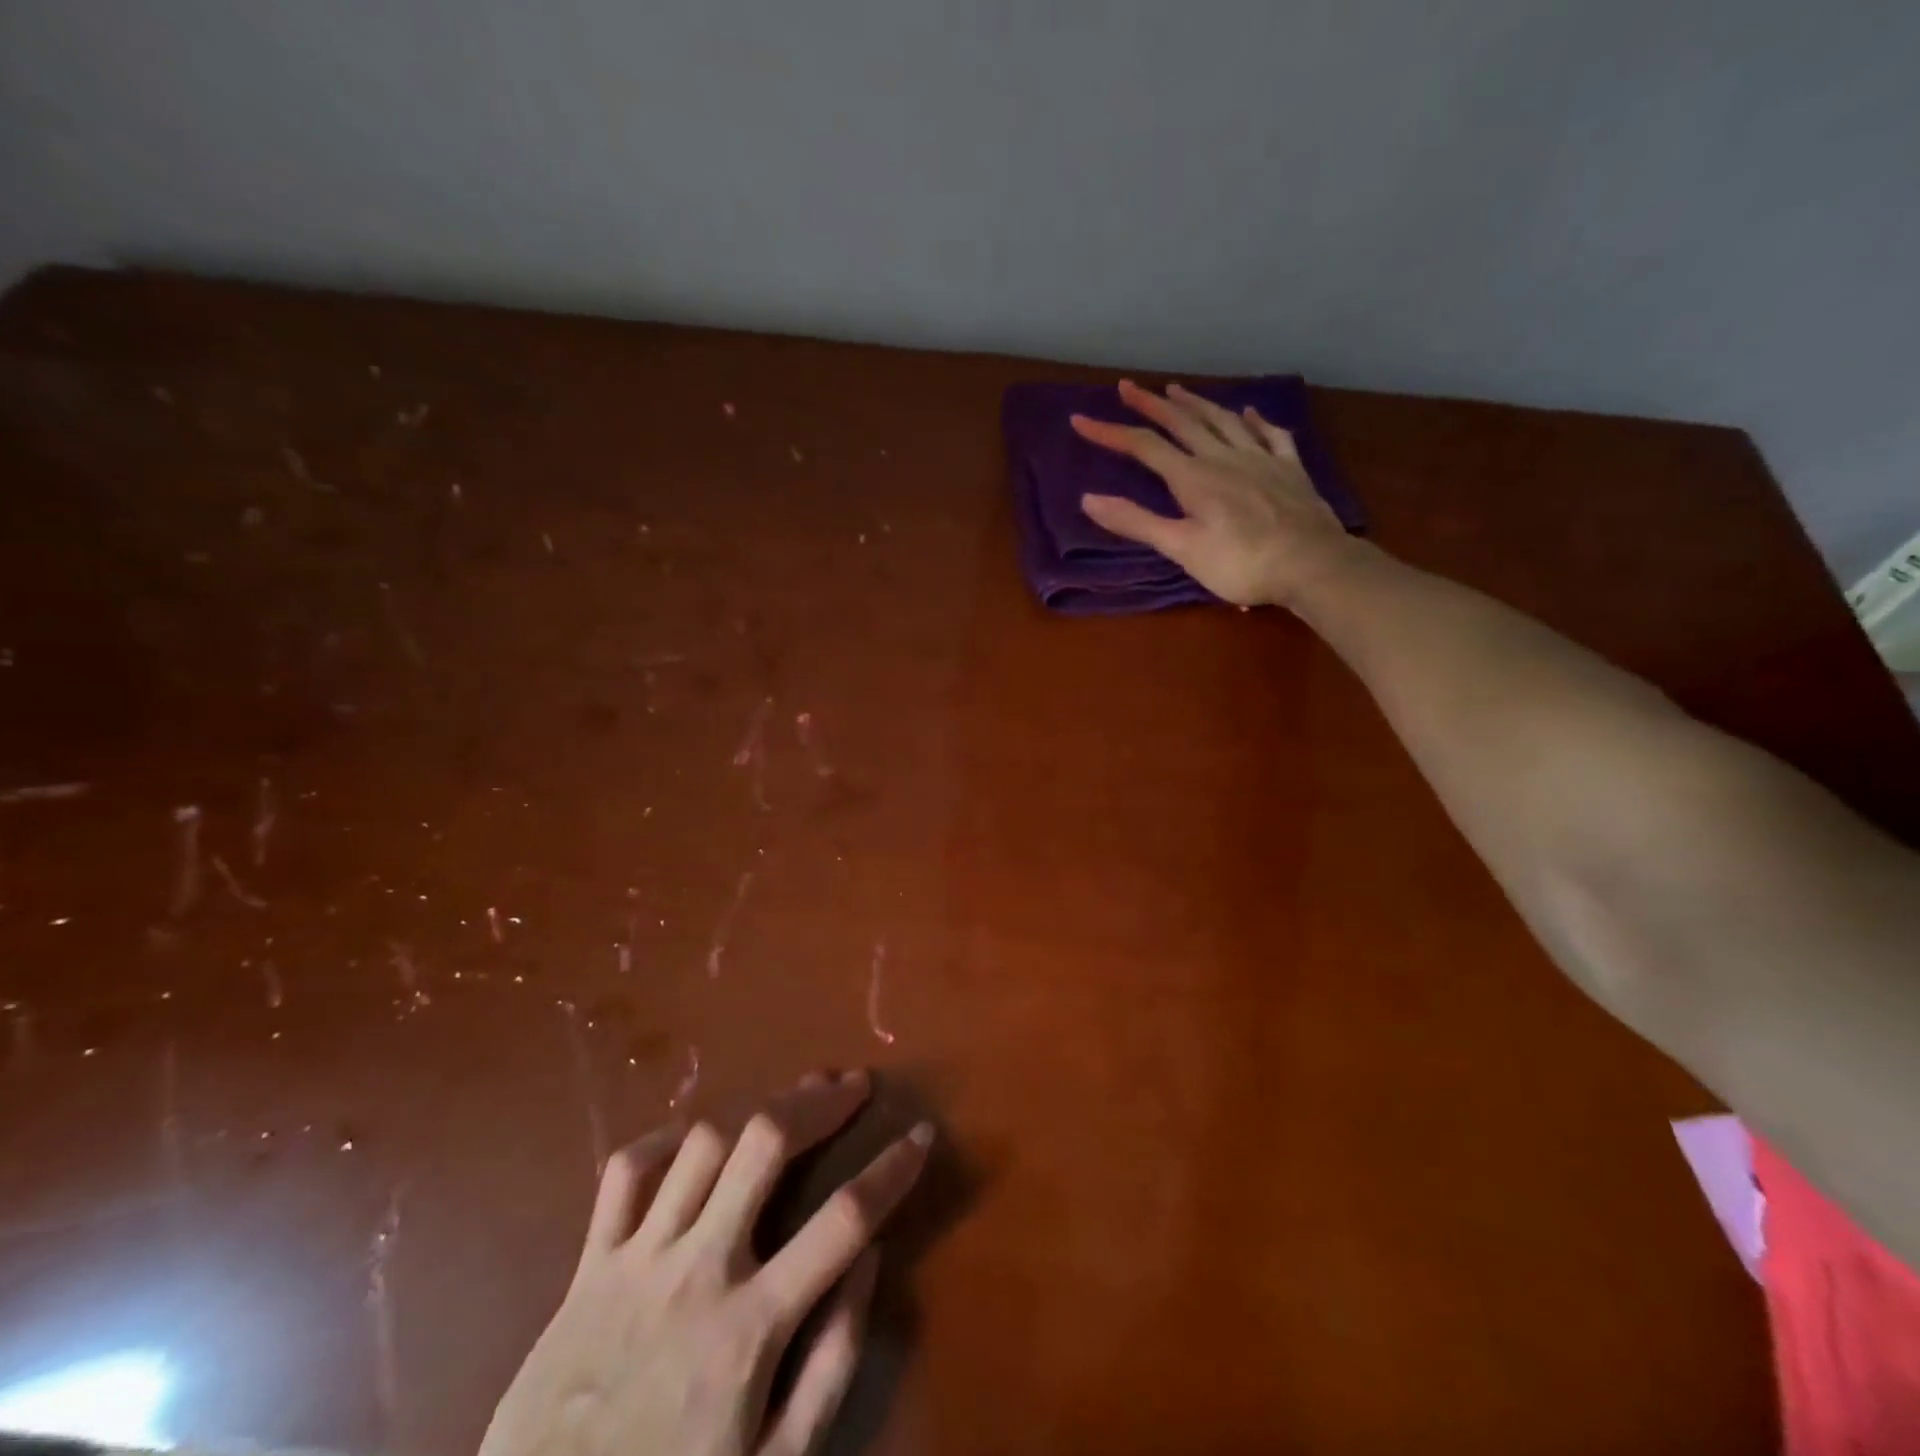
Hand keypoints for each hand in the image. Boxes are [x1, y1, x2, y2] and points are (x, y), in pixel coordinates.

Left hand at [480, 1070, 930, 1455]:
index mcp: (751, 1327)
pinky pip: (626, 1172)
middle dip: (819, 1102)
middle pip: (766, 1145)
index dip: (892, 1170)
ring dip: (754, 1111)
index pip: (843, 1221)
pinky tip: (695, 1139)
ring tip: (788, 1104)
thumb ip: (832, 1362)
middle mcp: (699, 1271)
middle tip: (853, 1085)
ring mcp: (638, 1259)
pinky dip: (664, 1141)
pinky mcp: (590, 1263)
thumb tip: (870, 1258)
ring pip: (703, 1143)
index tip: (921, 1135)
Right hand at [1072, 380, 1357, 608]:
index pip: (1144, 447)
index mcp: (1194, 478)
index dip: (1110, 432)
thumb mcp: (1181, 548)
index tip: (1080, 420)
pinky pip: (1271, 434)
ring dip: (1197, 403)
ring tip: (1177, 389)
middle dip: (1150, 404)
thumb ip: (1136, 522)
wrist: (1311, 564)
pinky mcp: (1290, 469)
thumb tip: (1088, 499)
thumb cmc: (1241, 564)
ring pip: (1224, 420)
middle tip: (1127, 386)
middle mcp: (1224, 457)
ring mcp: (1261, 459)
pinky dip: (1256, 420)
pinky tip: (1250, 411)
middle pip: (1183, 423)